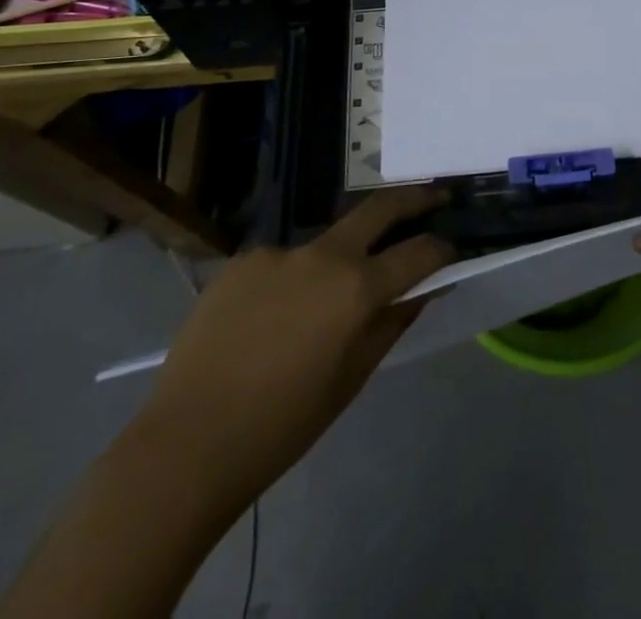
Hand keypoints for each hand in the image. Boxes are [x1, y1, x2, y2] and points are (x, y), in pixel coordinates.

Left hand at [139, 186, 453, 486]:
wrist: (189, 442)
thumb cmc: (283, 425)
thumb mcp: (351, 379)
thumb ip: (392, 324)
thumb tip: (422, 290)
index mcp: (356, 289)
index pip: (418, 252)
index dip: (441, 249)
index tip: (451, 249)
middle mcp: (323, 255)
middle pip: (379, 207)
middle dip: (414, 198)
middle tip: (435, 197)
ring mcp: (279, 251)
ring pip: (323, 244)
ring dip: (336, 261)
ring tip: (313, 312)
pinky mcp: (243, 259)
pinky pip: (281, 263)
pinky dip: (289, 282)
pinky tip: (267, 321)